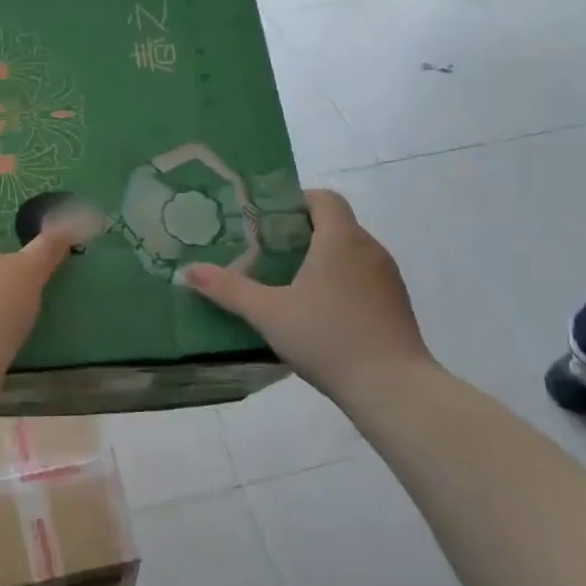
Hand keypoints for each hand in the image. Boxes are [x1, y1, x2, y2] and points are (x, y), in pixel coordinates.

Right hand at [179, 190, 430, 399]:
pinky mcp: (397, 304)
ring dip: (323, 259)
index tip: (268, 219)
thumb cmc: (327, 337)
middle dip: (302, 232)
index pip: (323, 198)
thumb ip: (228, 290)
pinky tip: (320, 313)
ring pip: (351, 252)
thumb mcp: (268, 313)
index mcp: (340, 239)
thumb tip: (188, 270)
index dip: (296, 200)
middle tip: (267, 252)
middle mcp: (369, 249)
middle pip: (335, 224)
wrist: (392, 387)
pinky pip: (363, 278)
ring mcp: (388, 278)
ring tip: (289, 283)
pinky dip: (341, 282)